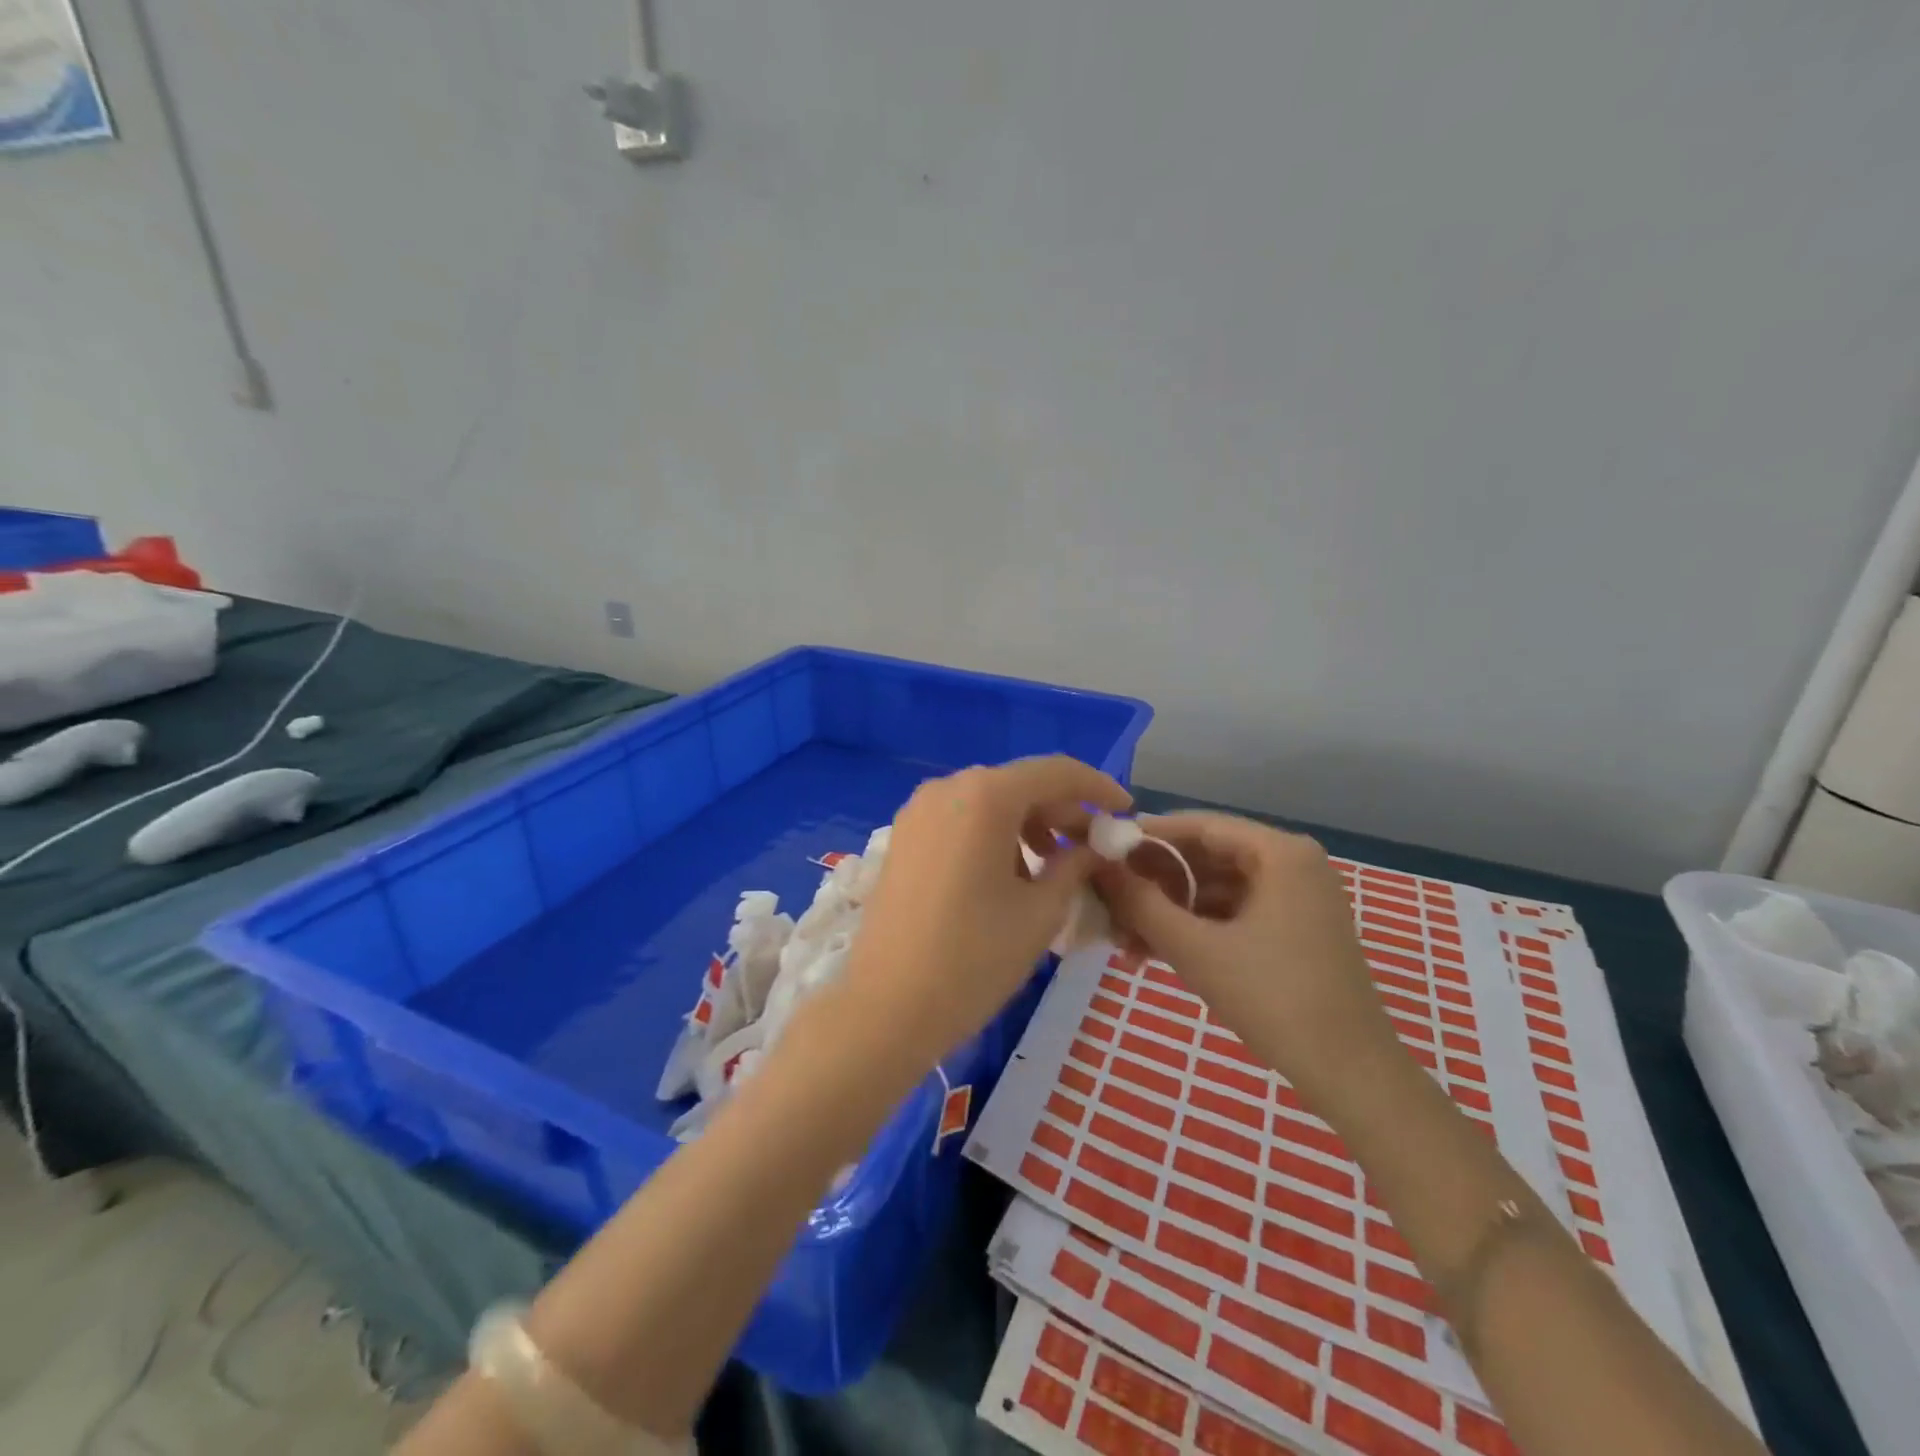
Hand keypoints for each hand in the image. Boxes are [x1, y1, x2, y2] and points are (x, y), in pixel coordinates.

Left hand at [826, 756, 1131, 1071]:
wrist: (886, 1007)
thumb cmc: (973, 959)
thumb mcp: (1040, 912)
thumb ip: (1075, 866)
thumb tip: (1094, 846)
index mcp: (985, 796)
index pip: (1055, 772)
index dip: (1097, 787)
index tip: (1125, 811)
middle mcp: (948, 788)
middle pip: (1019, 784)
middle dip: (1061, 810)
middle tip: (1091, 848)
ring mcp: (918, 811)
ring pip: (988, 802)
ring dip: (1027, 824)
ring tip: (1051, 867)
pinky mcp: (902, 837)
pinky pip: (960, 820)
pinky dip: (993, 835)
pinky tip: (1007, 874)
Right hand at [1094, 812, 1399, 1101]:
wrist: (1352, 1075)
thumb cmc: (1273, 999)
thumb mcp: (1195, 949)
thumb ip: (1141, 904)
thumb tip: (1098, 867)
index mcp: (1280, 853)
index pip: (1199, 826)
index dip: (1146, 838)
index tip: (1103, 854)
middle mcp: (1292, 864)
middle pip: (1206, 857)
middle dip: (1154, 884)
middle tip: (1109, 905)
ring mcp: (1297, 898)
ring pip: (1216, 889)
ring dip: (1170, 912)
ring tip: (1124, 943)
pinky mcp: (1295, 929)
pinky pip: (1233, 913)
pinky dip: (1196, 929)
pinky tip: (1155, 954)